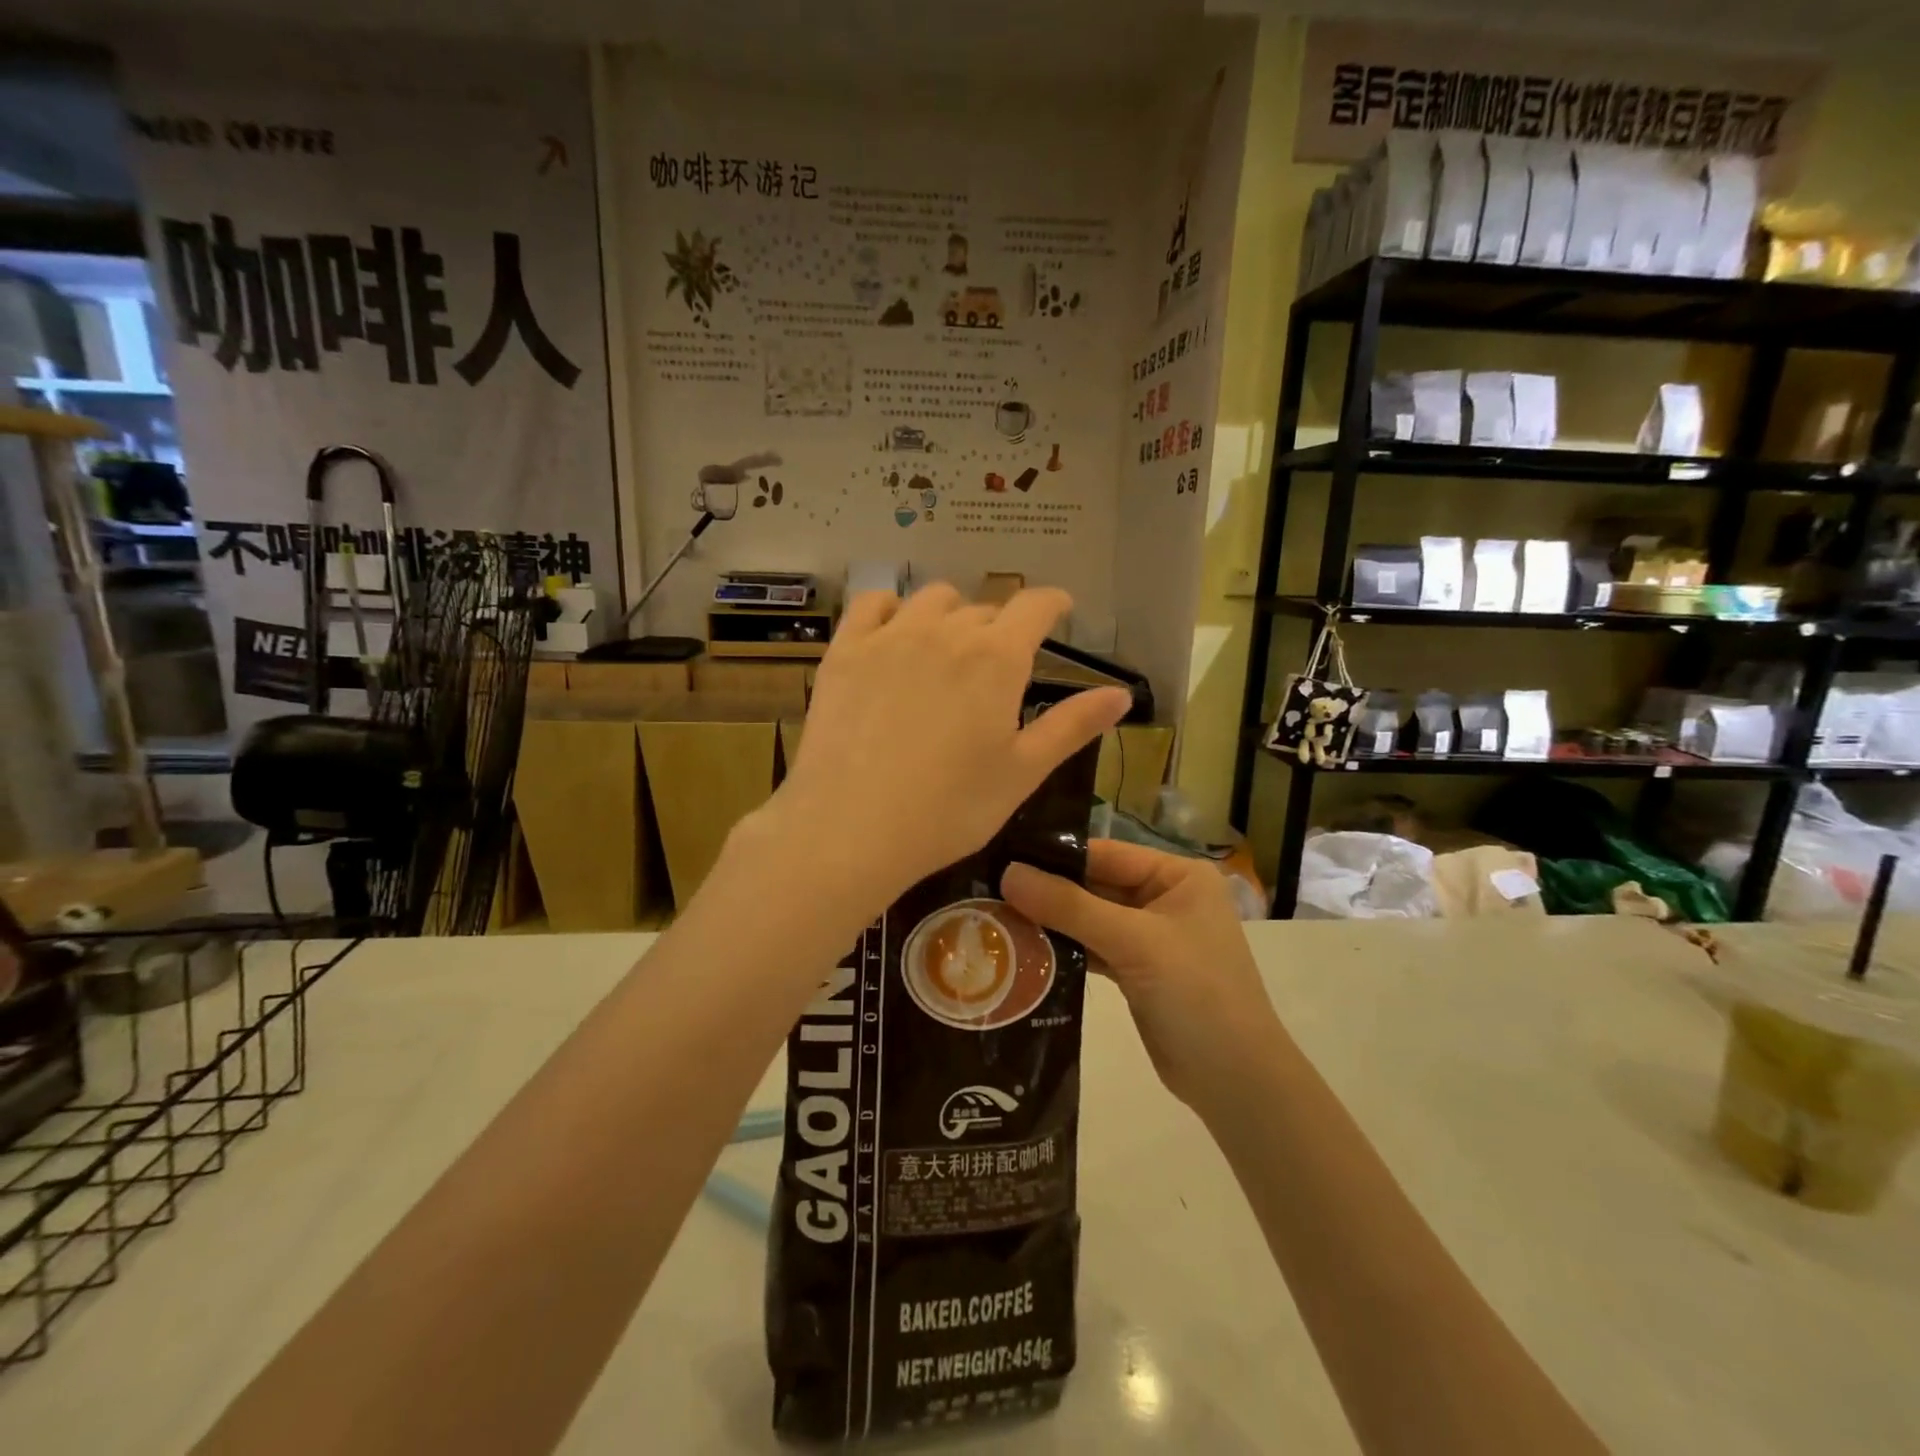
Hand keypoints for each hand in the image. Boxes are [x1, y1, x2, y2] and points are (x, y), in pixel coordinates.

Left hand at [764, 584, 1130, 908]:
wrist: (851, 827)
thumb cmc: (949, 809)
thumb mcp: (1022, 772)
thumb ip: (1072, 726)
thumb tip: (1122, 694)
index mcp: (998, 658)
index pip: (1036, 606)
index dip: (1053, 604)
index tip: (1059, 611)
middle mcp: (947, 631)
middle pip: (984, 609)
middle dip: (999, 629)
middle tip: (995, 667)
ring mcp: (890, 635)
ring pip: (932, 600)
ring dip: (950, 616)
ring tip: (946, 650)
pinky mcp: (845, 650)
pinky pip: (872, 604)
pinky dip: (891, 609)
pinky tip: (893, 634)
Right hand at [1001, 840, 1282, 1114]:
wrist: (1235, 1081)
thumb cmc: (1196, 994)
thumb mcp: (1134, 942)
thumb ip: (1069, 906)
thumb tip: (1008, 873)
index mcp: (1177, 875)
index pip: (1105, 854)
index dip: (1055, 857)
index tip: (1000, 858)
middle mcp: (1164, 898)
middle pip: (1094, 885)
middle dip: (1047, 892)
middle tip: (988, 889)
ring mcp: (1150, 936)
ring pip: (1089, 918)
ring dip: (1050, 922)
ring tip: (995, 917)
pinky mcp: (1136, 970)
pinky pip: (1092, 948)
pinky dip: (1063, 949)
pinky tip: (1024, 950)